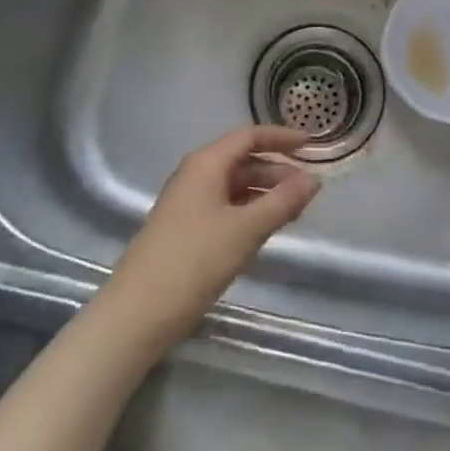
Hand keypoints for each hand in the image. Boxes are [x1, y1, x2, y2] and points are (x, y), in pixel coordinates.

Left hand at [101, 127, 321, 351]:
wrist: (136, 313)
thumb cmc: (194, 261)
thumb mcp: (245, 230)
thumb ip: (282, 202)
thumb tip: (313, 179)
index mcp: (205, 164)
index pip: (248, 137)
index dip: (281, 138)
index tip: (311, 145)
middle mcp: (194, 175)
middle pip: (241, 160)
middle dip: (276, 170)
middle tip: (308, 189)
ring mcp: (186, 202)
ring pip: (233, 185)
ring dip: (263, 192)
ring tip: (293, 210)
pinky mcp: (183, 228)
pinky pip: (223, 206)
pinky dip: (247, 210)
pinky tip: (263, 229)